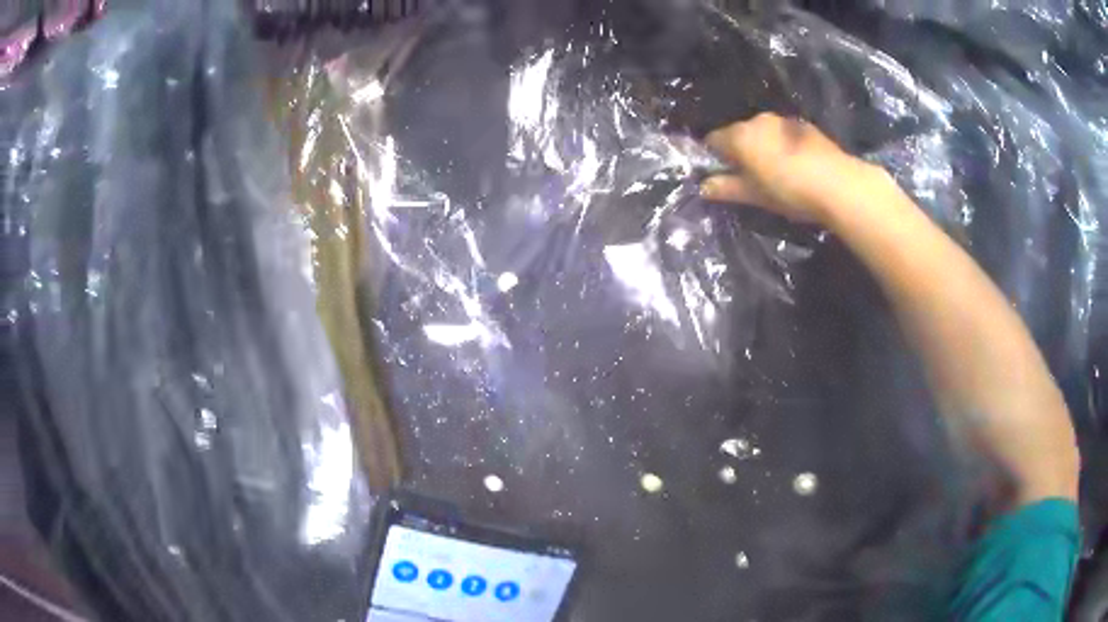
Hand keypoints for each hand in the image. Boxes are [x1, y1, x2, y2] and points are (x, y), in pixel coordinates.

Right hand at [701, 113, 886, 226]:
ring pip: (763, 132)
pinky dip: (782, 145)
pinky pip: (783, 134)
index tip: (722, 174)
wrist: (838, 184)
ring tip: (776, 172)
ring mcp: (783, 121)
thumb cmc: (790, 190)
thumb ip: (728, 187)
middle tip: (750, 177)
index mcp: (740, 135)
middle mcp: (758, 121)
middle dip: (740, 150)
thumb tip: (704, 187)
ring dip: (763, 146)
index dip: (714, 156)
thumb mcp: (756, 195)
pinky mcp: (804, 126)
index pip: (713, 139)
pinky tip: (795, 165)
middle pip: (739, 133)